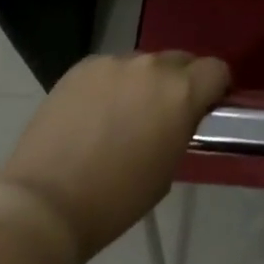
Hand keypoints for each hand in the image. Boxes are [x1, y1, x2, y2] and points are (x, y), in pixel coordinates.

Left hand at [0, 51, 229, 263]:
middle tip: (165, 114)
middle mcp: (151, 67)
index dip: (216, 89)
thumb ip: (181, 128)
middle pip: (180, 60)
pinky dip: (111, 85)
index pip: (216, 70)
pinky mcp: (80, 68)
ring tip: (124, 115)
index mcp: (181, 92)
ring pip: (142, 64)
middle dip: (180, 82)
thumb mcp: (169, 167)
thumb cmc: (118, 198)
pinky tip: (95, 114)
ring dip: (143, 83)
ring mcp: (112, 63)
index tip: (206, 108)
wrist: (47, 203)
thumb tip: (181, 116)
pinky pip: (109, 69)